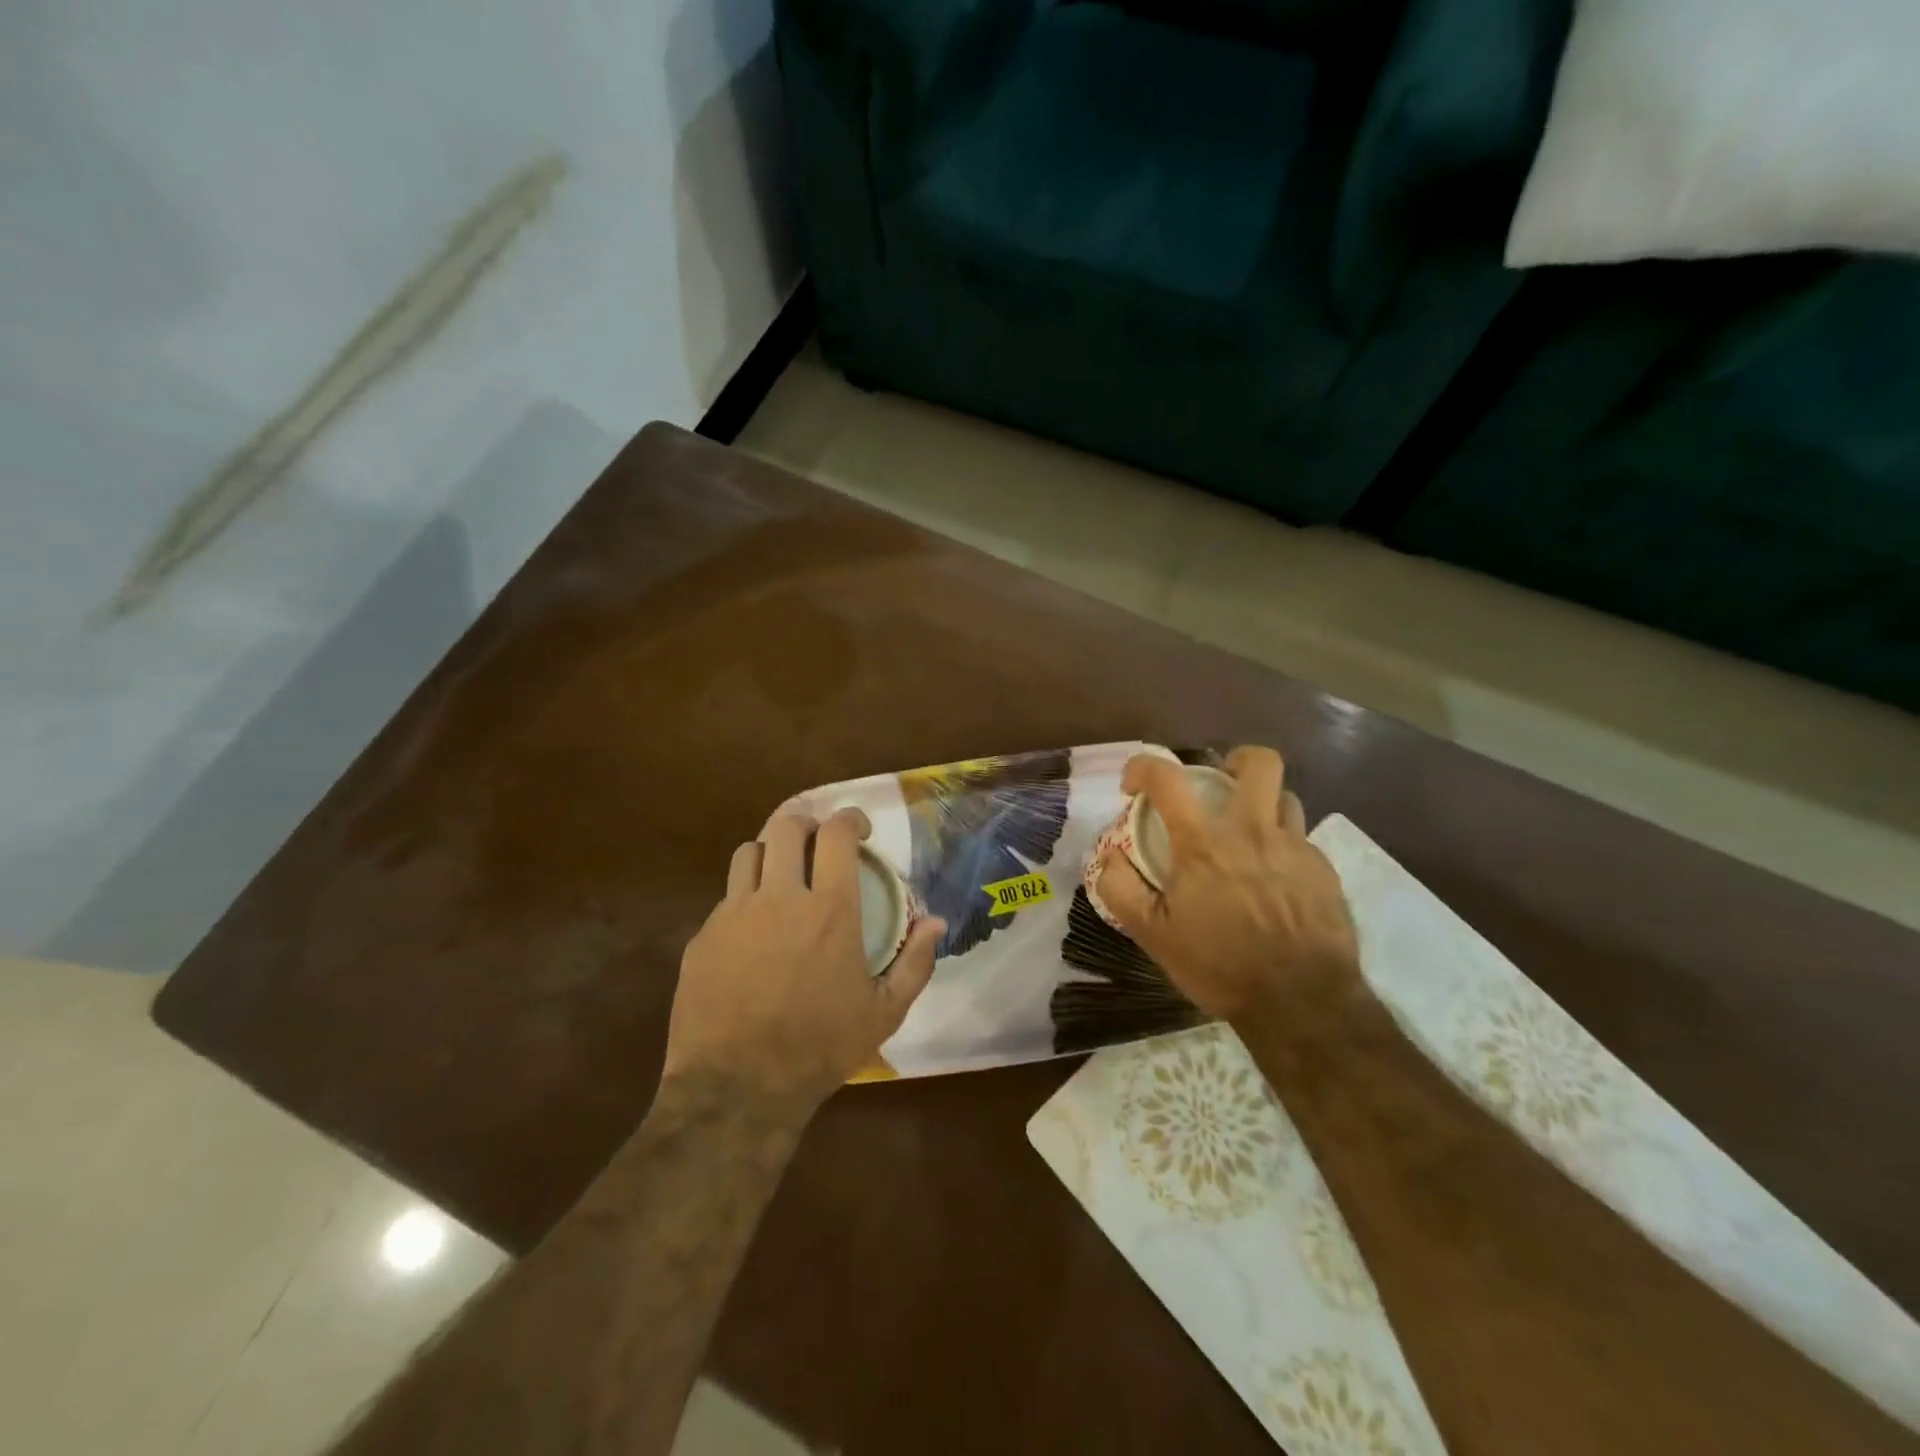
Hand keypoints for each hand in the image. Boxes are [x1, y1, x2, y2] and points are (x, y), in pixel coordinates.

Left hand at [662, 808, 945, 1113]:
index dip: (850, 818)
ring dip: (771, 853)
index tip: (859, 829)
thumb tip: (937, 922)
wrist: (736, 1089)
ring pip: (749, 852)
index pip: (836, 834)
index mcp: (830, 909)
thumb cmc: (819, 1049)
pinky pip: (725, 898)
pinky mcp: (703, 936)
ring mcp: (734, 914)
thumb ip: (915, 962)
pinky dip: (745, 899)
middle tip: (818, 843)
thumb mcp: (883, 1013)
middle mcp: (781, 897)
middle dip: (807, 823)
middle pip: (786, 826)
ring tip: (782, 875)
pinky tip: (753, 931)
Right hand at [1095, 746, 1360, 1024]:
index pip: (1167, 778)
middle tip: (1219, 784)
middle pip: (1258, 762)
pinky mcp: (1325, 871)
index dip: (1143, 767)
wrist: (1303, 1003)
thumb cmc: (1220, 966)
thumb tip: (1109, 855)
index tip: (1133, 786)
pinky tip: (1275, 880)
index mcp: (1204, 843)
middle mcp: (1254, 832)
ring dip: (1262, 805)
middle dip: (1235, 760)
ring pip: (1286, 797)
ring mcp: (1296, 848)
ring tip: (1249, 835)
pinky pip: (1302, 840)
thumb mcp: (1153, 935)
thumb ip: (1120, 888)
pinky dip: (1283, 846)